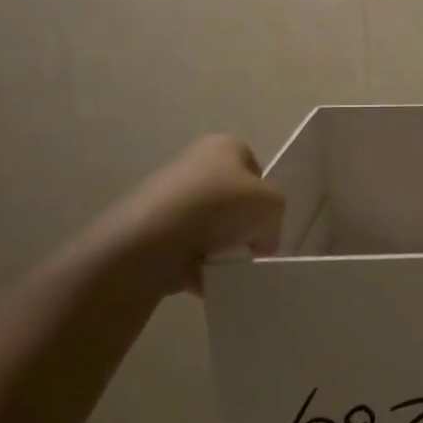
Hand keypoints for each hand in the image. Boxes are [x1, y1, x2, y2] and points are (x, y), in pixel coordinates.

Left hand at [91, 134, 285, 296]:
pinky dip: (194, 263)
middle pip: (230, 198)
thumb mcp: (273, 206)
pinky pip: (182, 247)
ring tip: (222, 264)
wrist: (153, 237)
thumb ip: (275, 219)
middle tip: (247, 245)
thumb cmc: (221, 206)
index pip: (255, 169)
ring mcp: (165, 195)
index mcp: (224, 146)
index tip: (265, 220)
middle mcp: (193, 162)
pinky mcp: (146, 227)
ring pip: (206, 225)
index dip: (264, 196)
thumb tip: (261, 240)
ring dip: (218, 247)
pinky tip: (200, 275)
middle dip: (240, 225)